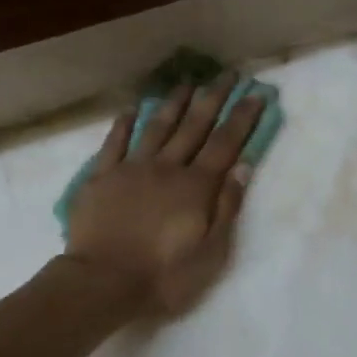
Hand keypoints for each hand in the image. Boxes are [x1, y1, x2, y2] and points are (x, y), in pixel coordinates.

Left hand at [64, 76, 264, 318]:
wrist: (103, 282)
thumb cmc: (164, 276)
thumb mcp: (211, 253)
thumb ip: (227, 207)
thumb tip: (243, 167)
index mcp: (196, 187)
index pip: (226, 144)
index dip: (242, 118)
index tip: (256, 94)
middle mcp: (166, 168)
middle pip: (194, 126)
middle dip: (213, 98)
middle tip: (227, 74)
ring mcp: (131, 169)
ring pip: (156, 127)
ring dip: (173, 102)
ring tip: (187, 82)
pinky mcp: (101, 177)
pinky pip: (114, 142)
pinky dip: (124, 124)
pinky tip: (132, 109)